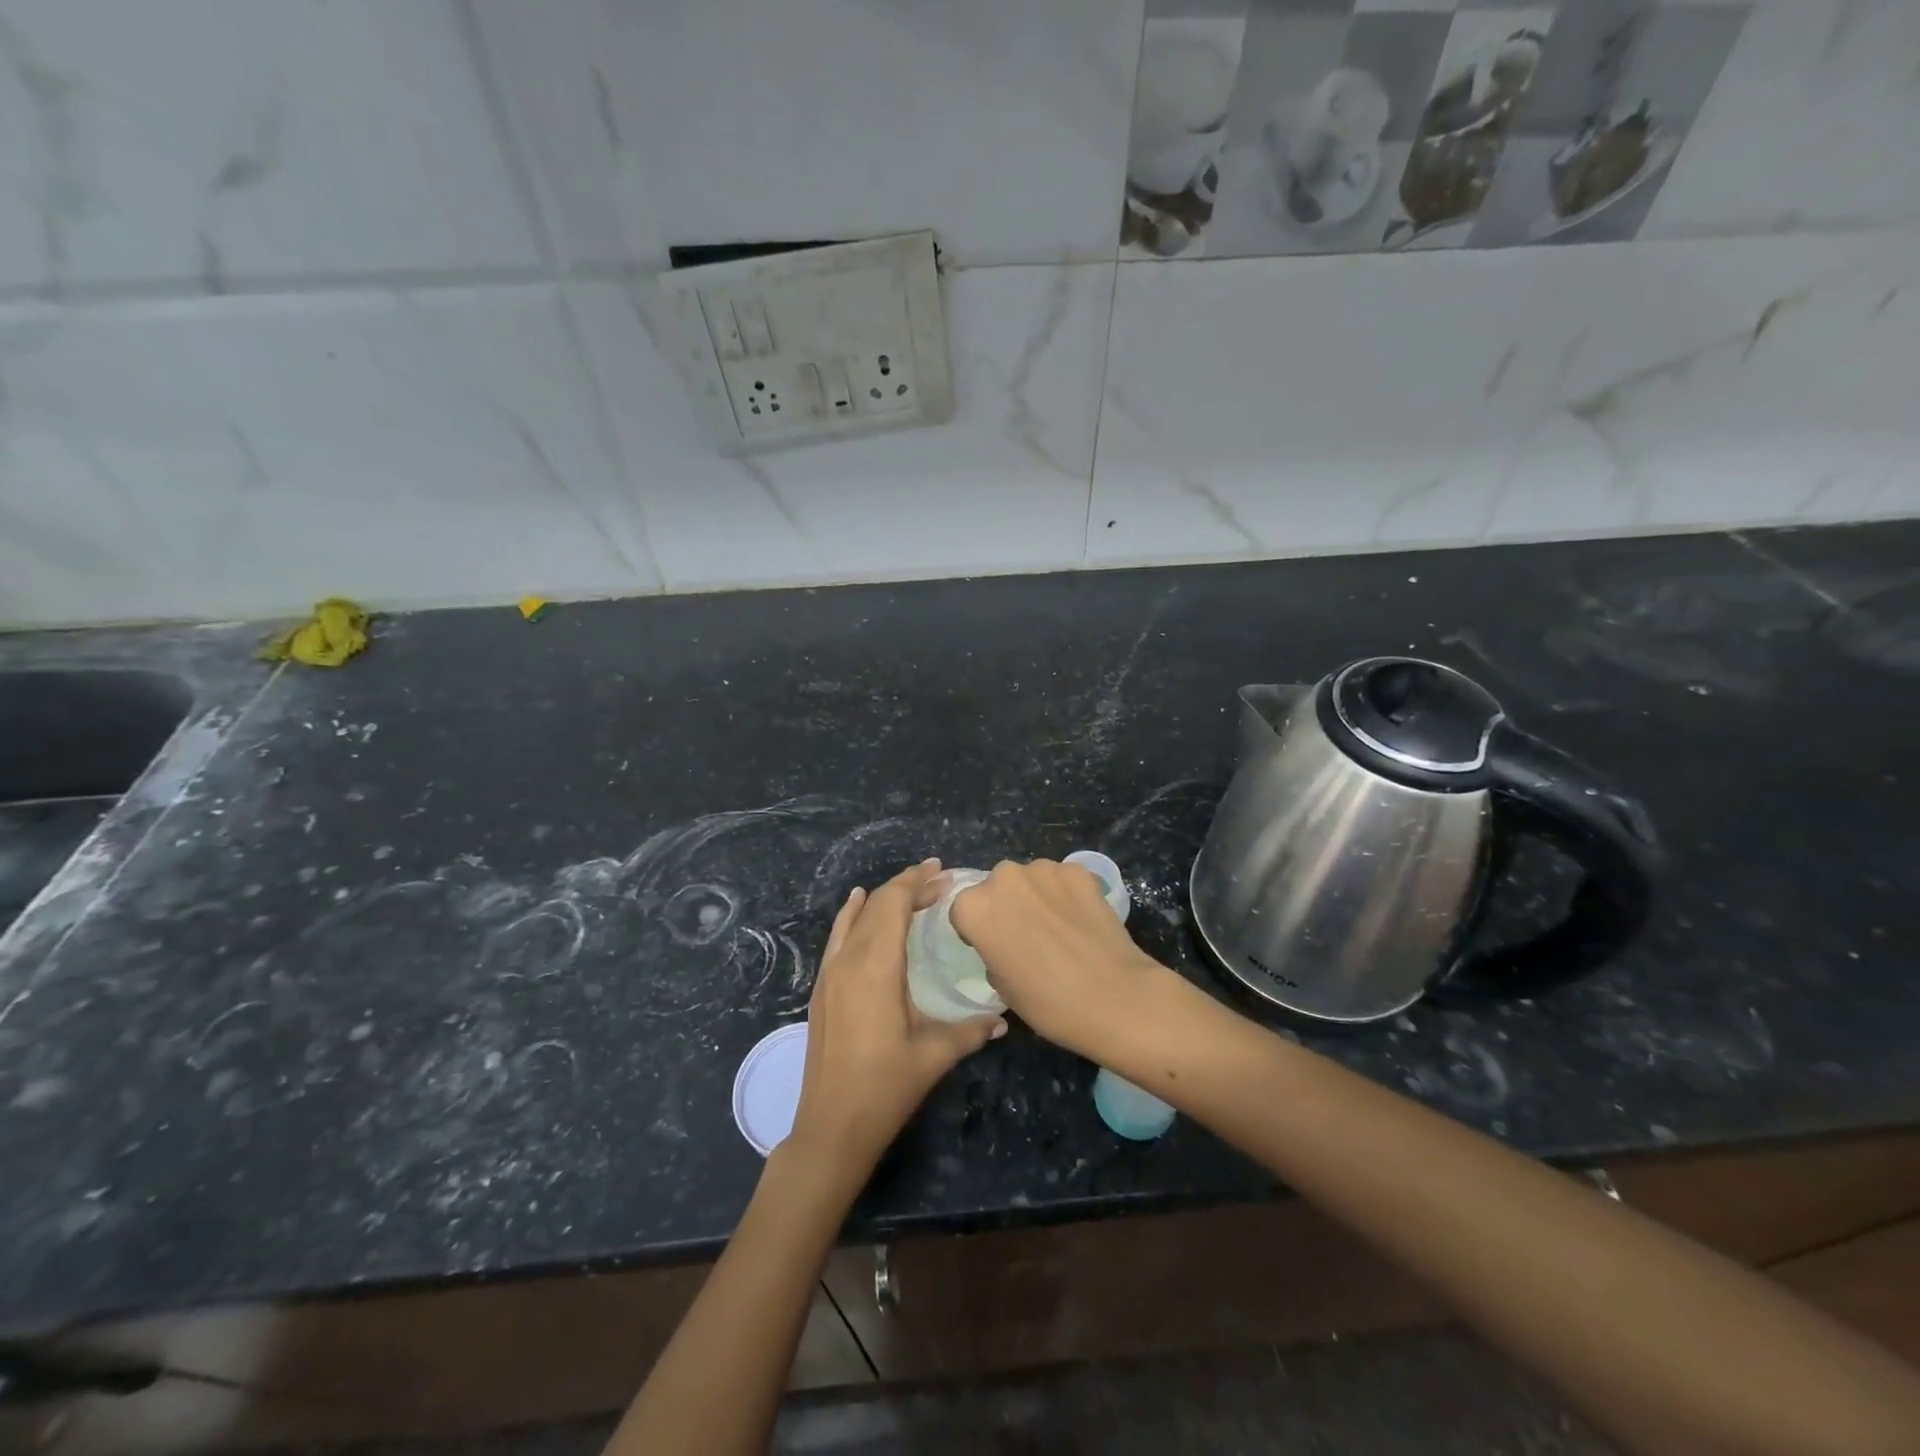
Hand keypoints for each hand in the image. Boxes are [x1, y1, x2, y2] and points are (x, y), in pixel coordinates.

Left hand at [789, 859, 1005, 1177]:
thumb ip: (970, 1031)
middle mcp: (849, 960)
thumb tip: (1002, 1019)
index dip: (916, 882)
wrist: (831, 1127)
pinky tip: (858, 903)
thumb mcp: (933, 1056)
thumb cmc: (885, 1088)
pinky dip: (852, 914)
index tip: (942, 871)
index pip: (893, 904)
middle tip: (939, 883)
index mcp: (876, 967)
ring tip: (911, 891)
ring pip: (856, 917)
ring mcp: (830, 973)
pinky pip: (838, 935)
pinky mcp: (822, 987)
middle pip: (876, 905)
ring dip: (882, 898)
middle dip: (907, 887)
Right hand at [948, 858, 1169, 1062]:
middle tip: (1027, 937)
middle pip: (996, 888)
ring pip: (1030, 880)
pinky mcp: (1078, 870)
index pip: (964, 912)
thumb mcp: (1001, 986)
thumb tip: (1006, 941)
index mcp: (974, 907)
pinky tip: (1082, 920)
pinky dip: (1067, 894)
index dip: (977, 931)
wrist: (1114, 997)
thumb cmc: (1048, 1002)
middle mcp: (1003, 877)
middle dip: (1007, 906)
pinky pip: (1062, 879)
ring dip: (1037, 896)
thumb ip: (992, 951)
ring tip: (1059, 929)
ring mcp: (1043, 868)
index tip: (994, 949)